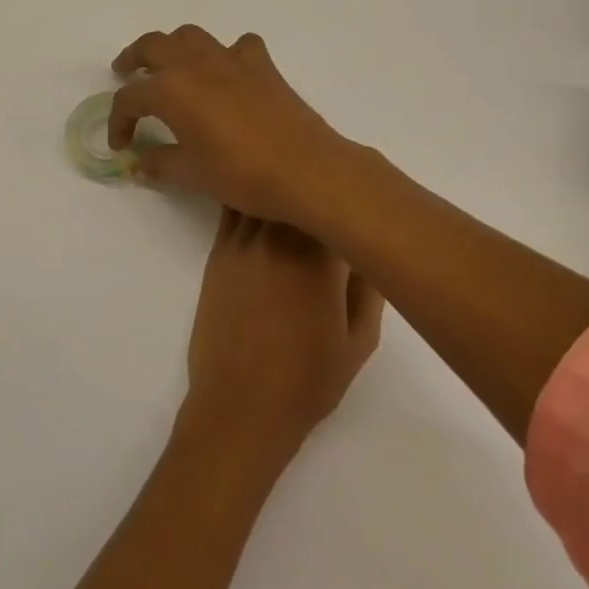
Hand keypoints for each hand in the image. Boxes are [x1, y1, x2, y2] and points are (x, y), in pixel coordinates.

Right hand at [108, 26, 354, 227]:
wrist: (305, 169)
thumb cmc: (241, 174)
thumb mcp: (192, 174)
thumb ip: (160, 164)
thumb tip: (140, 164)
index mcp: (171, 90)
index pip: (130, 98)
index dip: (118, 121)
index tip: (120, 144)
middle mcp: (195, 64)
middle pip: (152, 46)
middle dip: (133, 58)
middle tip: (125, 72)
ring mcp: (230, 59)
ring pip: (191, 36)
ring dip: (173, 47)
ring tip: (169, 66)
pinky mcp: (262, 65)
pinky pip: (237, 46)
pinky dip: (225, 54)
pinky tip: (227, 72)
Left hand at [177, 209, 383, 474]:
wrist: (239, 406)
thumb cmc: (308, 381)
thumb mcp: (360, 340)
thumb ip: (369, 285)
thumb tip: (368, 245)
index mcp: (318, 257)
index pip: (337, 202)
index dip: (352, 195)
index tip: (364, 198)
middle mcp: (277, 236)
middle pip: (297, 187)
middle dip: (317, 184)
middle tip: (336, 188)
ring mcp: (242, 240)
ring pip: (262, 191)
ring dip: (281, 184)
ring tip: (299, 182)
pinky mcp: (219, 251)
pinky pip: (234, 207)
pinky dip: (250, 197)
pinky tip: (263, 198)